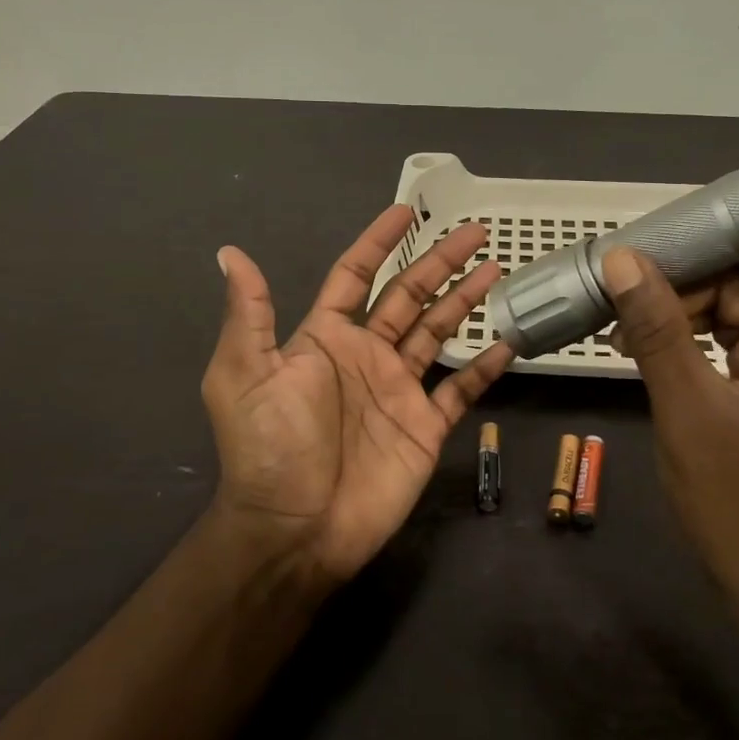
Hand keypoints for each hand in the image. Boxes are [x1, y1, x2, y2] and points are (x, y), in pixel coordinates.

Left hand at [202, 206, 513, 582]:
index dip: (378, 241)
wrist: (296, 529)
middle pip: (409, 295)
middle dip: (440, 262)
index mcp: (325, 338)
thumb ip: (250, 313)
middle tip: (474, 231)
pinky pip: (460, 389)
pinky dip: (483, 366)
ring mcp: (399, 390)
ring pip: (438, 332)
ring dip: (466, 301)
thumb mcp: (246, 374)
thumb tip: (230, 252)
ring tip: (496, 269)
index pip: (356, 275)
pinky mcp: (425, 426)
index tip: (405, 210)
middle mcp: (366, 355)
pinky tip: (507, 341)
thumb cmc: (270, 446)